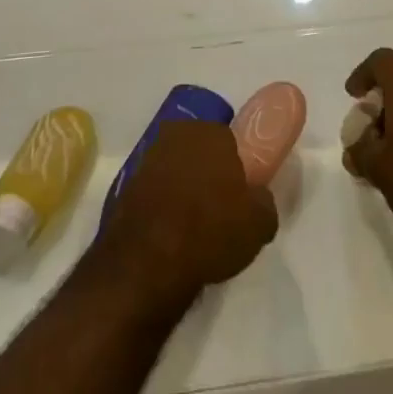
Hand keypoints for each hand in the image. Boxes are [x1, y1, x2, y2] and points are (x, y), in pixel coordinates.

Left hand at [99, 121, 277, 306]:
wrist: (148, 261)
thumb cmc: (210, 231)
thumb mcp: (259, 224)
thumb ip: (264, 202)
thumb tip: (258, 199)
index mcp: (212, 131)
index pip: (230, 140)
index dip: (237, 167)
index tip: (240, 192)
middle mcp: (179, 134)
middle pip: (201, 150)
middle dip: (209, 171)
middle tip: (219, 207)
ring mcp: (150, 157)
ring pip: (177, 167)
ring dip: (184, 186)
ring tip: (193, 225)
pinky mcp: (128, 183)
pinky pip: (156, 188)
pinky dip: (163, 203)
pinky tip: (170, 232)